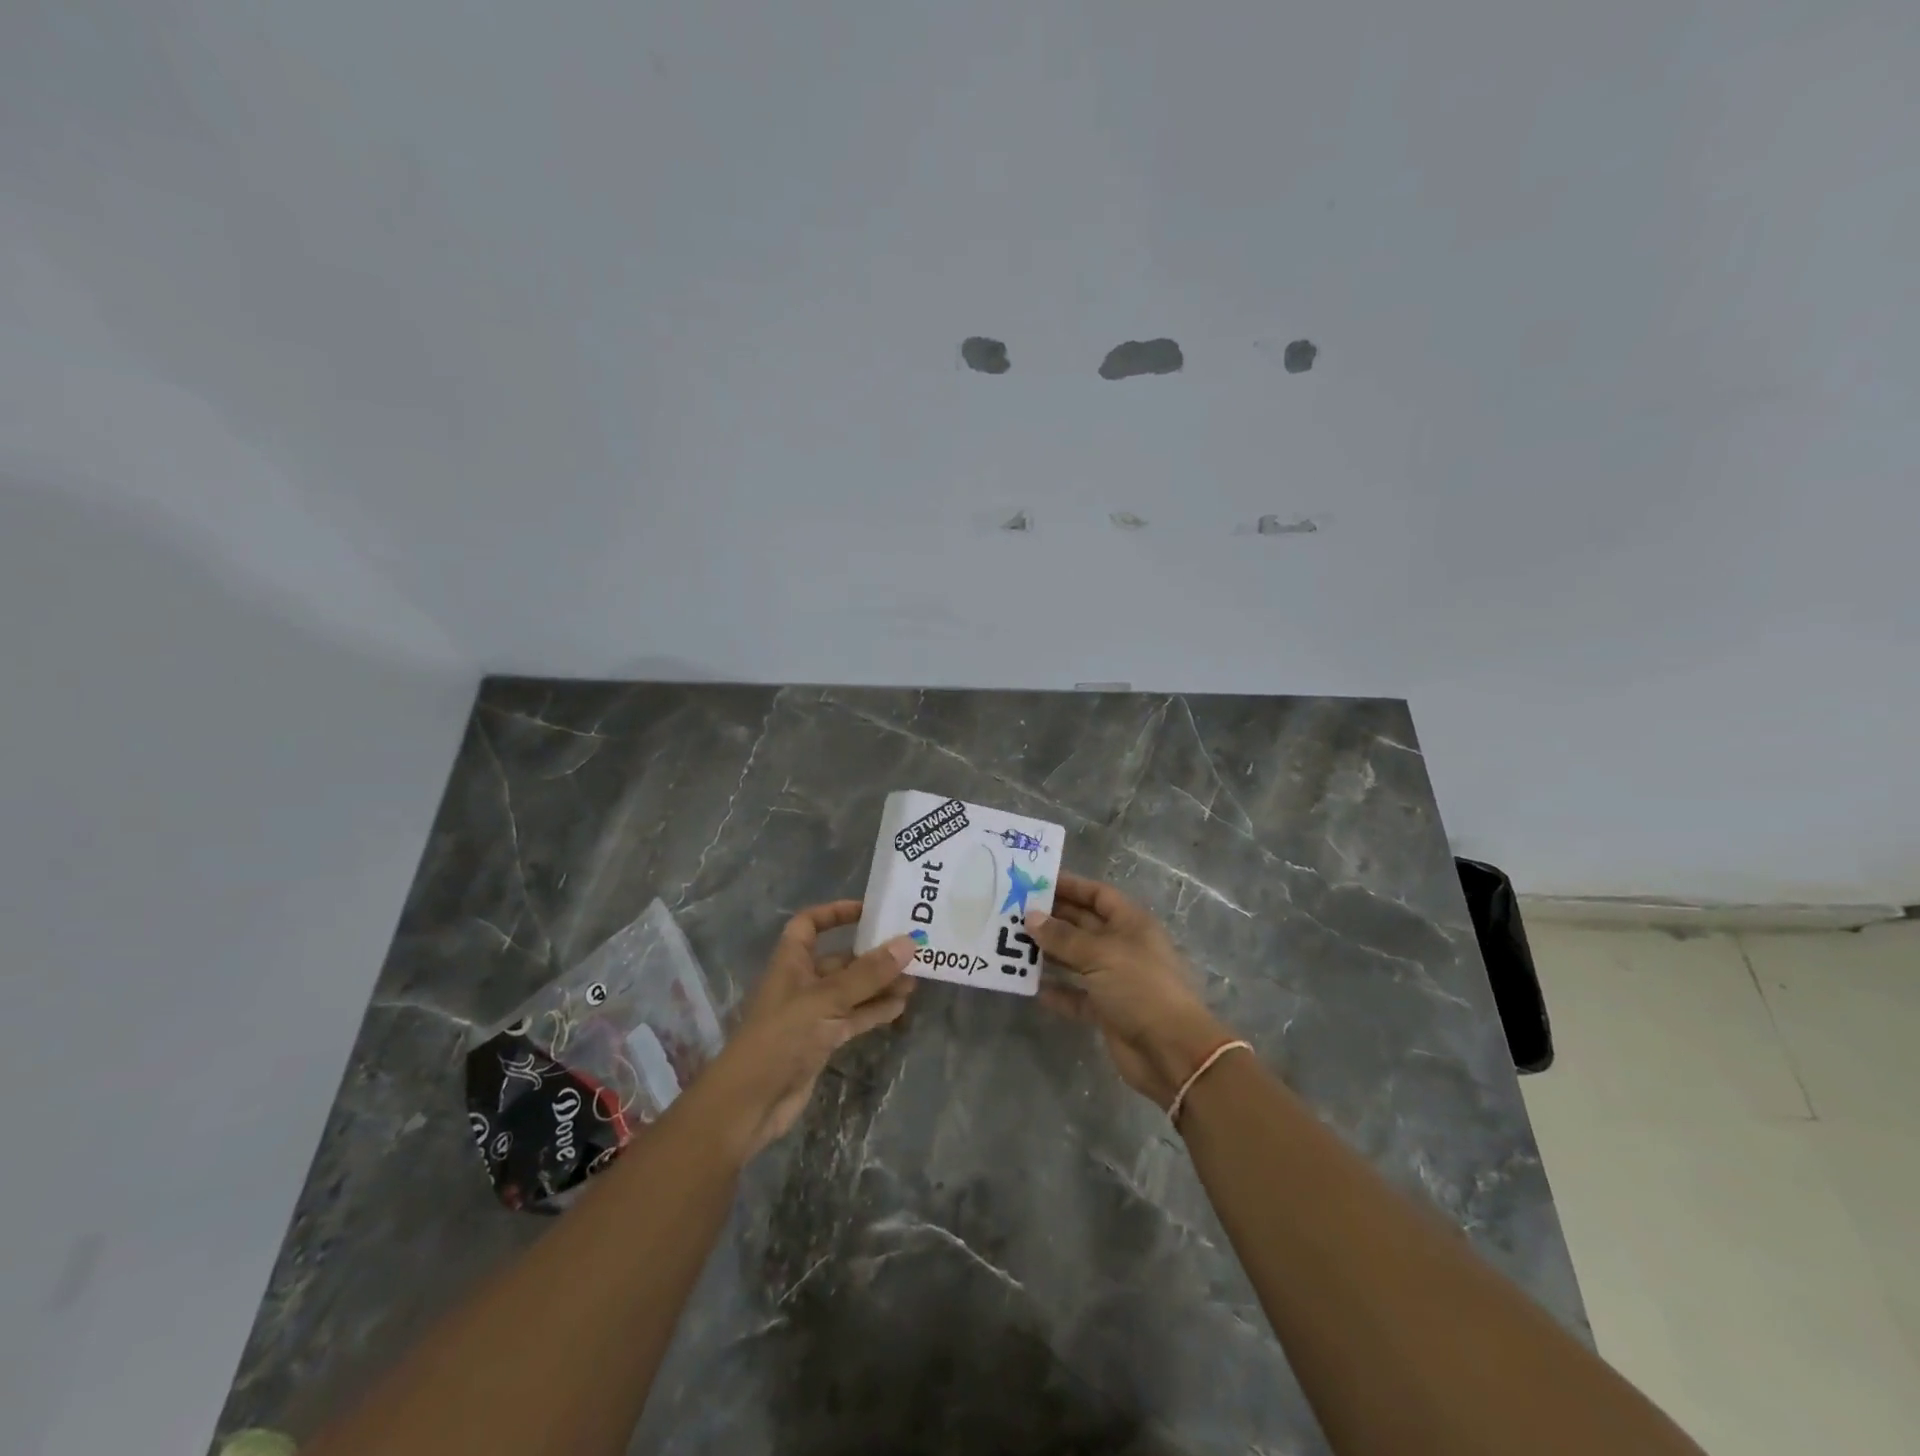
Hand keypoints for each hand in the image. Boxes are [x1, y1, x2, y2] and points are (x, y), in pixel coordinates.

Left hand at [702, 901, 915, 1157]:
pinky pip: (854, 1017)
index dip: (835, 913)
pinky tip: (901, 1006)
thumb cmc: (783, 1036)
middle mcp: (802, 982)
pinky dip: (875, 1011)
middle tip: (910, 951)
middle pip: (840, 959)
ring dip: (879, 984)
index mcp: (792, 961)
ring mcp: (813, 1013)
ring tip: (915, 981)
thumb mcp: (827, 999)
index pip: (810, 924)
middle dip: (872, 955)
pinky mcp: (823, 1040)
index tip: (869, 912)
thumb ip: (868, 973)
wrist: (751, 1102)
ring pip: (852, 990)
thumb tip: (908, 943)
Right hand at [1027, 873, 1235, 1108]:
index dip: (1070, 886)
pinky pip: (1076, 995)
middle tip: (1014, 913)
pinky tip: (1031, 987)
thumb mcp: (1100, 955)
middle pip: (1084, 925)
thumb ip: (1063, 936)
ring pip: (1077, 959)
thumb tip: (1031, 917)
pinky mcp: (1107, 1010)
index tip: (1036, 883)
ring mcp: (1115, 979)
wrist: (1171, 1051)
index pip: (1098, 895)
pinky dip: (1057, 991)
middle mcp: (1123, 946)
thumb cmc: (1140, 988)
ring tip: (1014, 945)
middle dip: (1052, 919)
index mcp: (1131, 924)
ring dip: (1049, 953)